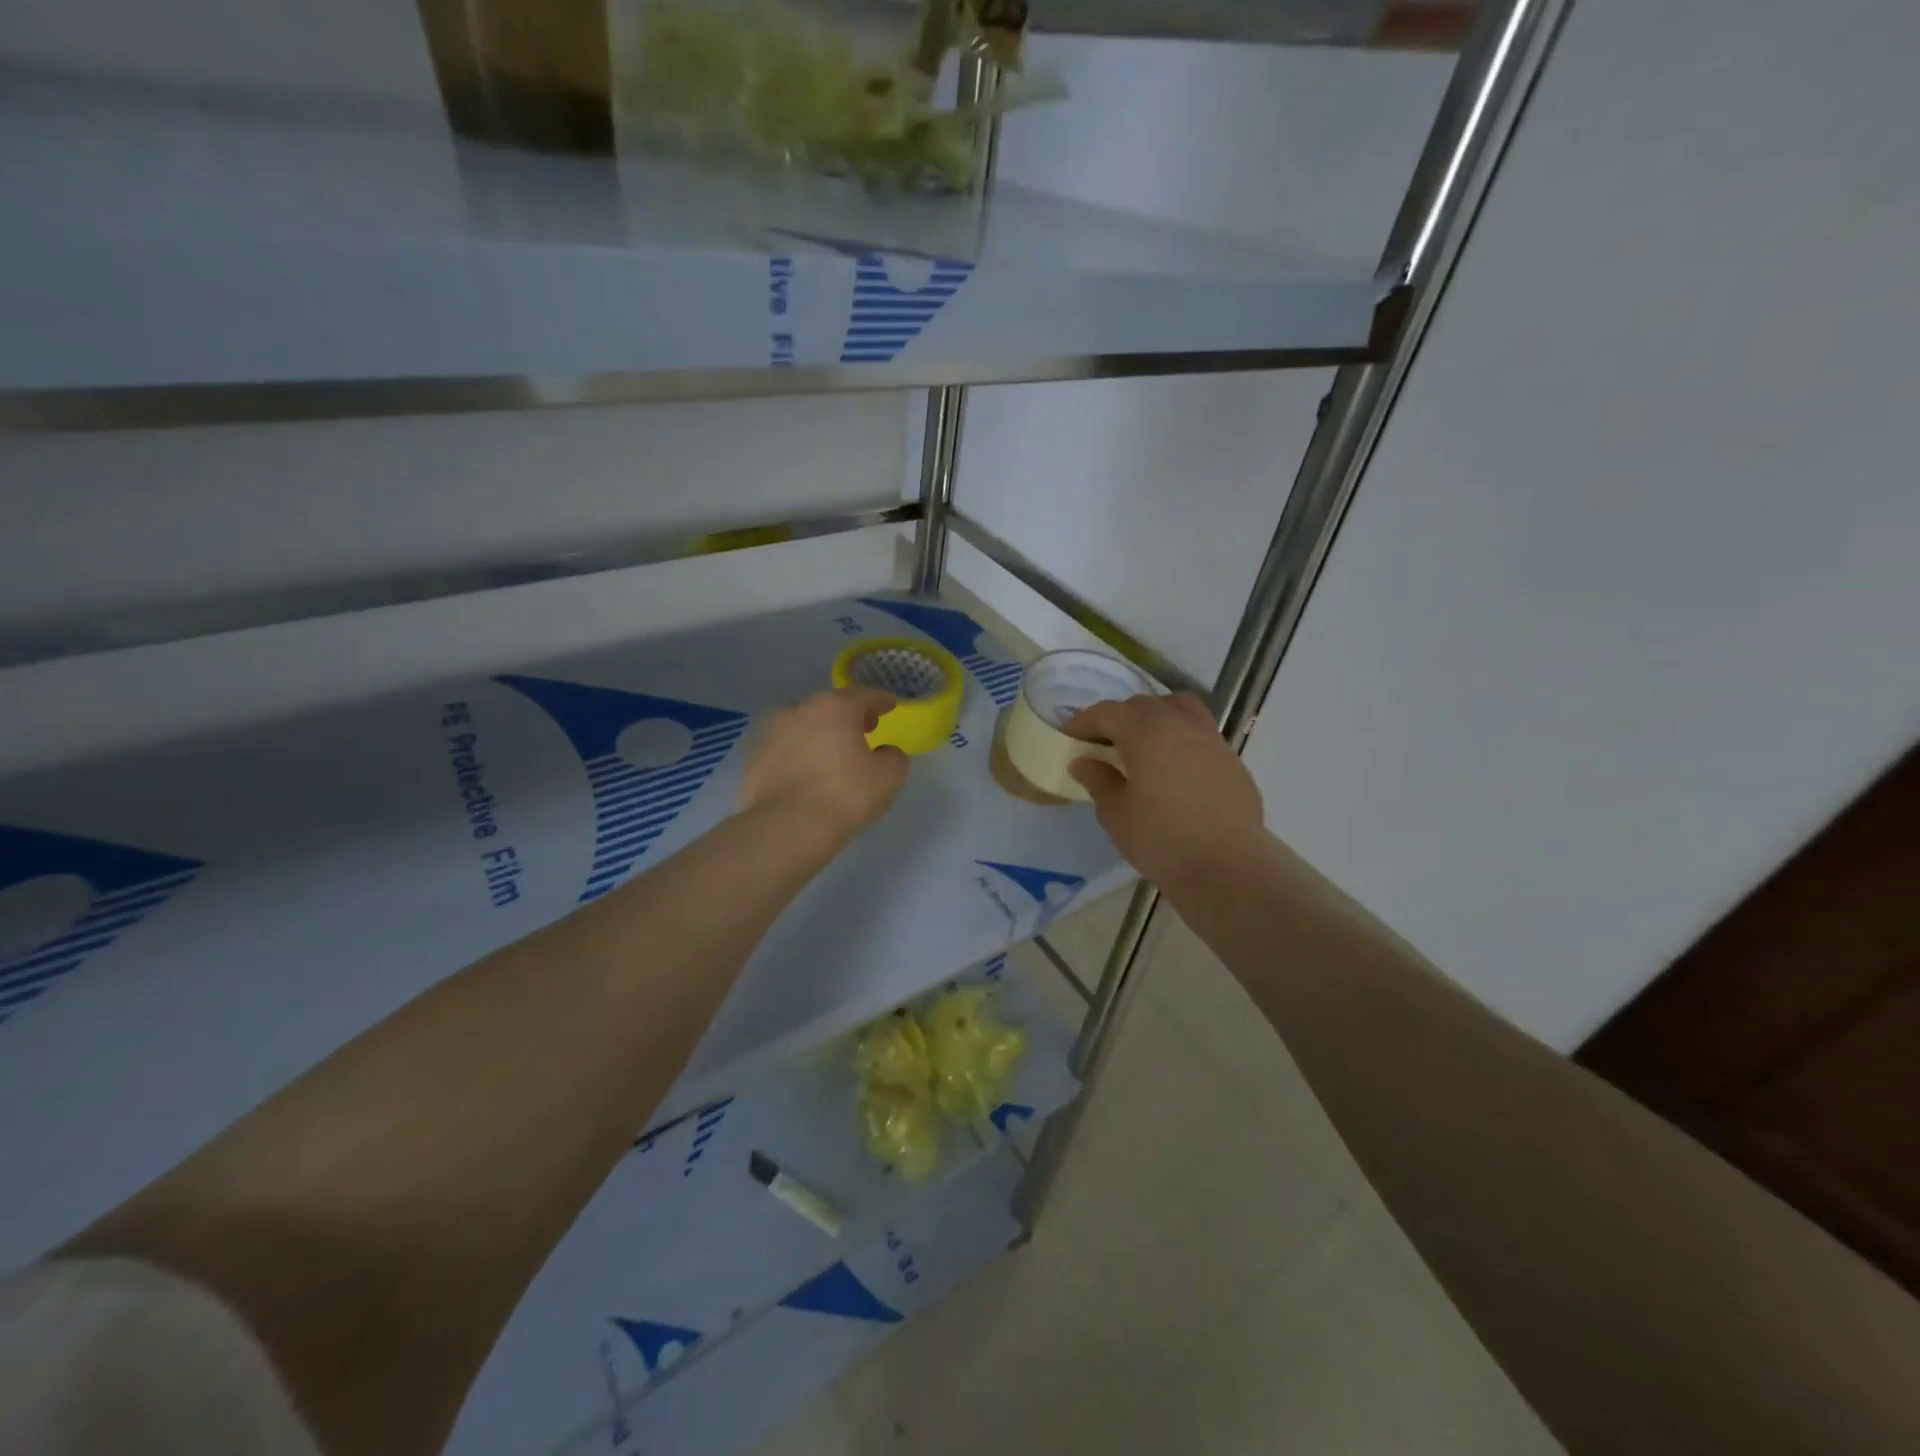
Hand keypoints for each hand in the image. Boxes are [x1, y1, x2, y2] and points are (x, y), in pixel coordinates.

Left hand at [740, 687, 908, 845]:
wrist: (787, 827)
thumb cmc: (845, 795)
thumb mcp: (888, 777)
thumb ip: (893, 756)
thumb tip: (884, 752)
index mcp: (835, 707)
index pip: (864, 696)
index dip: (880, 700)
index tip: (890, 705)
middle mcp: (799, 709)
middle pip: (829, 706)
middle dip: (848, 715)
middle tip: (863, 728)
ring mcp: (771, 731)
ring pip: (802, 724)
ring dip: (819, 732)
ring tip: (831, 751)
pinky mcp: (753, 756)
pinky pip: (784, 747)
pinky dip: (797, 752)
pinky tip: (805, 769)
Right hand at [1065, 692, 1267, 890]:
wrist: (1228, 868)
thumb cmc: (1162, 840)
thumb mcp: (1116, 814)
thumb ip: (1099, 781)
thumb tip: (1084, 762)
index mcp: (1147, 731)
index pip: (1107, 713)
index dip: (1083, 722)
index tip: (1069, 738)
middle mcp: (1180, 724)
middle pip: (1142, 705)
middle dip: (1117, 719)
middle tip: (1101, 746)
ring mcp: (1210, 739)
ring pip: (1177, 708)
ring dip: (1153, 717)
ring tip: (1141, 744)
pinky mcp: (1230, 759)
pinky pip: (1198, 731)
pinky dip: (1179, 736)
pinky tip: (1172, 767)